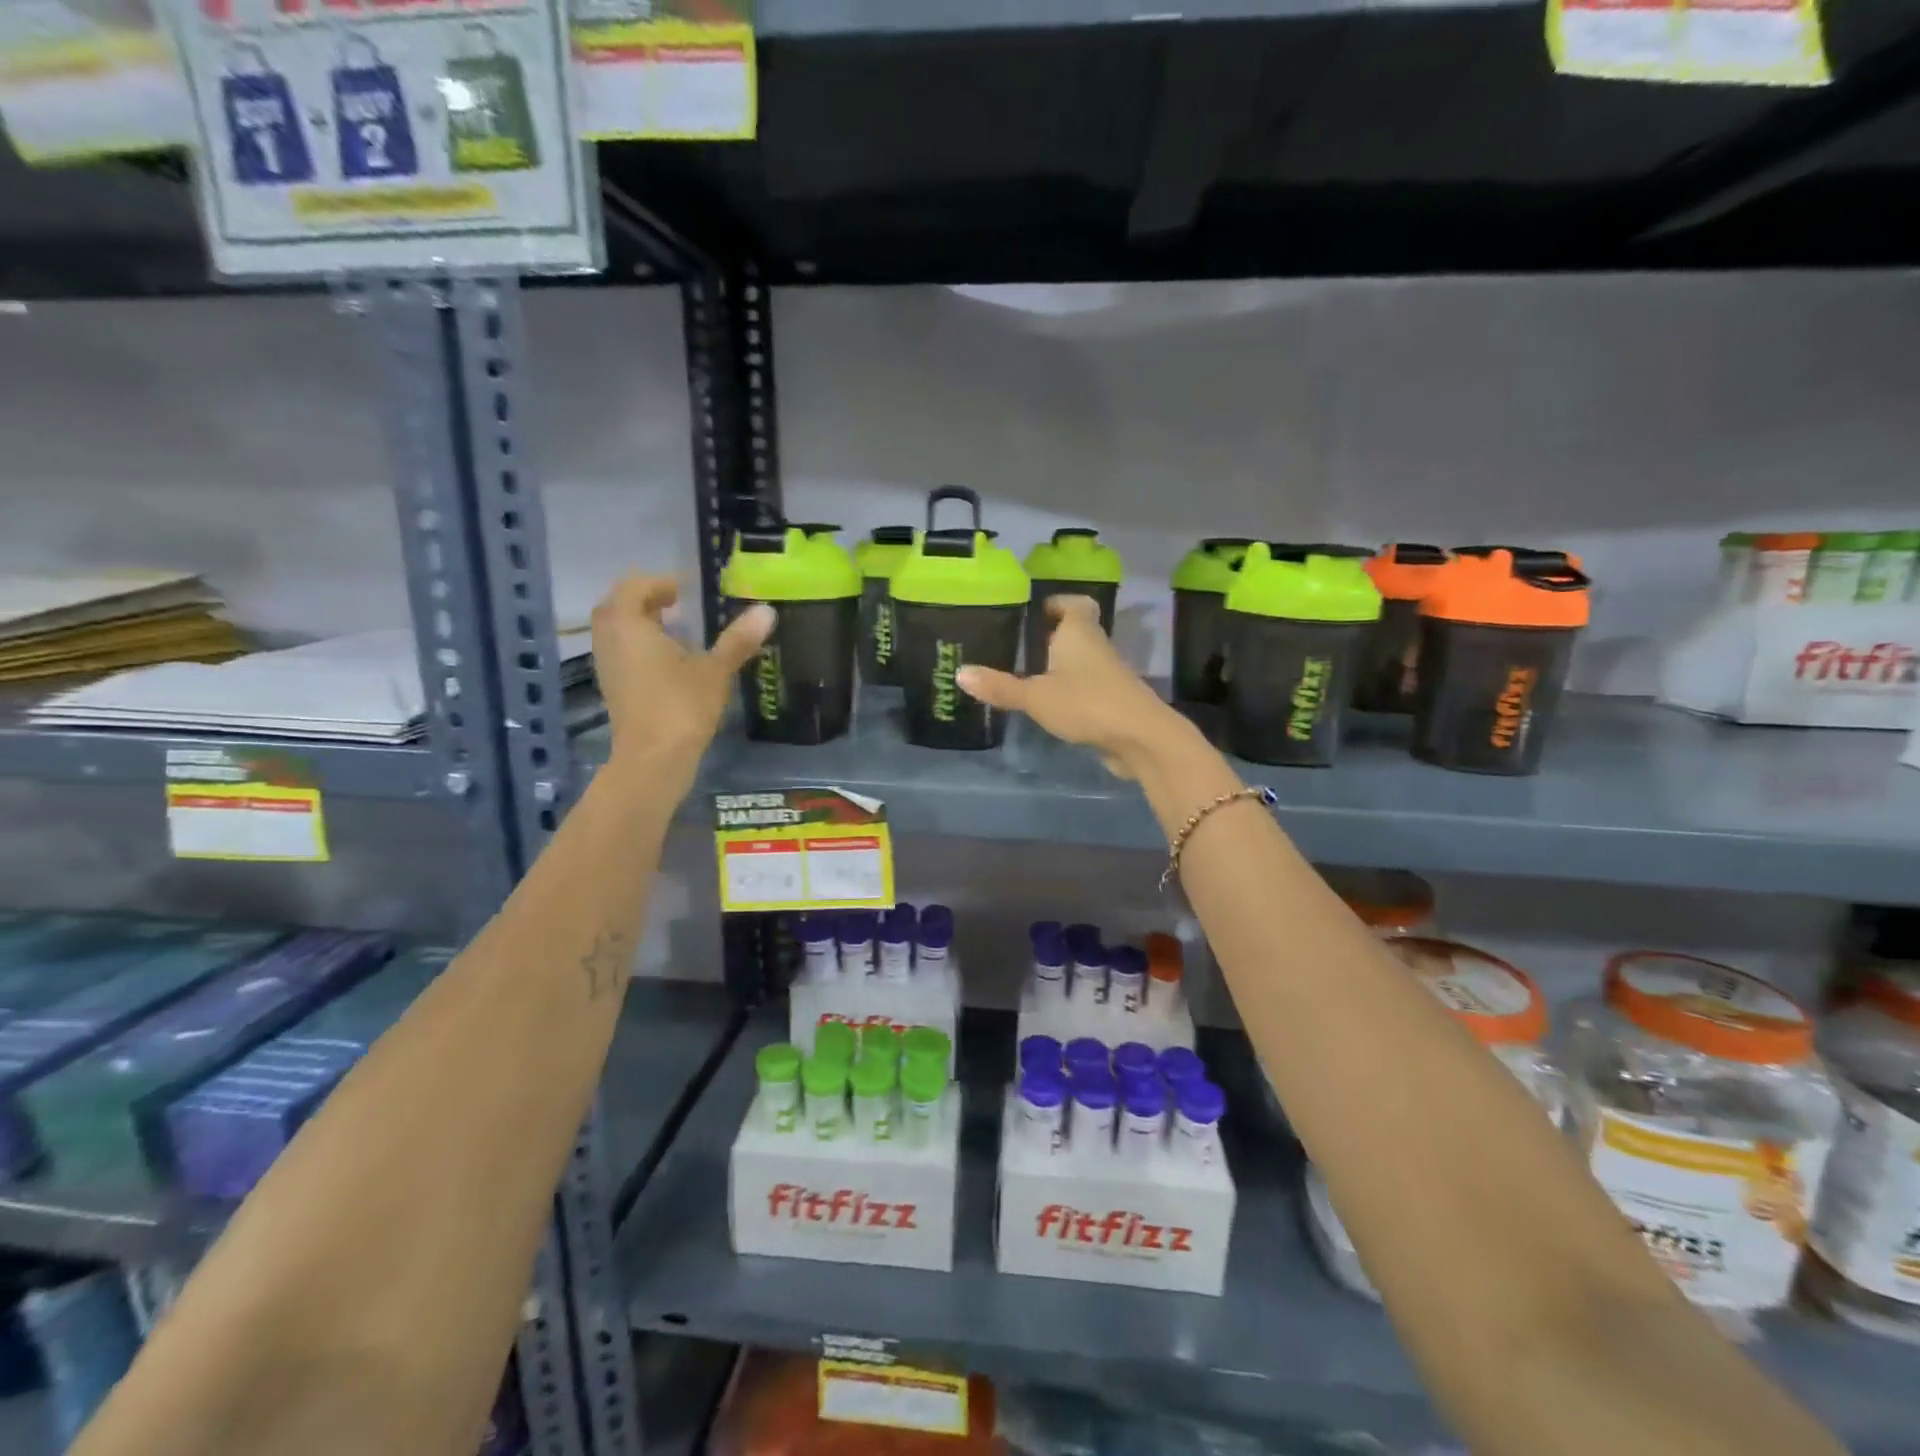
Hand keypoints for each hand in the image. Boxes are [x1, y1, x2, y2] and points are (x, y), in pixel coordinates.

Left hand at [591, 575, 773, 786]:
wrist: (653, 760)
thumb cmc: (681, 706)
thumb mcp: (715, 670)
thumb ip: (738, 639)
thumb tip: (767, 611)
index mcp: (628, 624)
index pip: (634, 587)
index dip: (658, 583)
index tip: (685, 590)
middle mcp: (609, 640)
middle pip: (619, 607)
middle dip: (646, 601)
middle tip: (678, 605)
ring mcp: (607, 666)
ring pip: (618, 632)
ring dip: (642, 625)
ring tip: (678, 632)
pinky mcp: (614, 689)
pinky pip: (622, 654)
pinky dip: (641, 648)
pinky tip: (671, 663)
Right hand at [956, 595, 1188, 777]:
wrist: (1142, 738)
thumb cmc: (1087, 703)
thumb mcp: (1035, 696)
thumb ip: (1000, 687)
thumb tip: (959, 673)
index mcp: (1079, 633)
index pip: (1076, 603)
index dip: (1058, 602)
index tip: (1037, 611)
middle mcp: (1097, 647)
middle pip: (1077, 632)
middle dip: (1051, 636)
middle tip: (1019, 645)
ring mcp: (1109, 676)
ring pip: (1082, 662)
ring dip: (1060, 666)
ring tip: (1026, 675)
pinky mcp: (1113, 702)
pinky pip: (1087, 687)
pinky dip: (1070, 691)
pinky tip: (1049, 705)